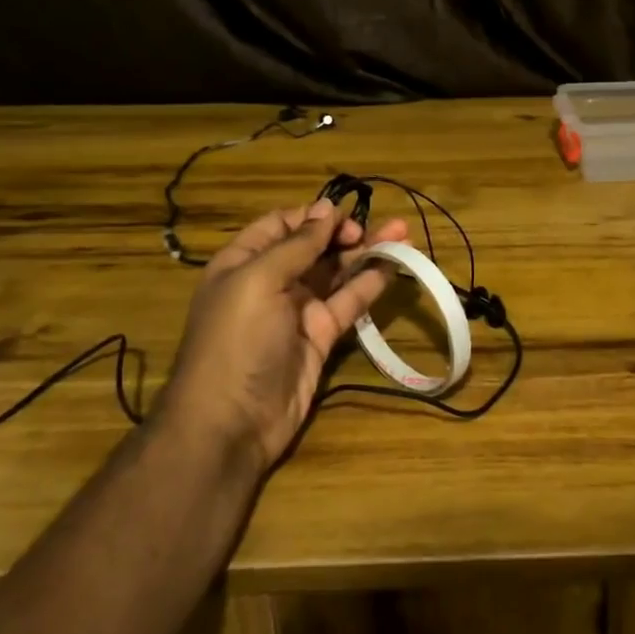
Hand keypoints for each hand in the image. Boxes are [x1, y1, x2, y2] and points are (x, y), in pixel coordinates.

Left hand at [160, 198, 405, 472]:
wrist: (230, 424)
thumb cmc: (236, 341)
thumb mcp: (258, 281)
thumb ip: (297, 245)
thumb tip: (326, 209)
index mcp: (244, 262)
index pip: (282, 225)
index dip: (314, 217)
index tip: (345, 215)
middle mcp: (271, 281)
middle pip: (315, 247)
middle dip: (348, 232)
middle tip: (383, 227)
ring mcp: (298, 310)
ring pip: (337, 272)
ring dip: (367, 253)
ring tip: (403, 237)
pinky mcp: (321, 336)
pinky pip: (349, 302)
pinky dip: (370, 283)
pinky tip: (394, 267)